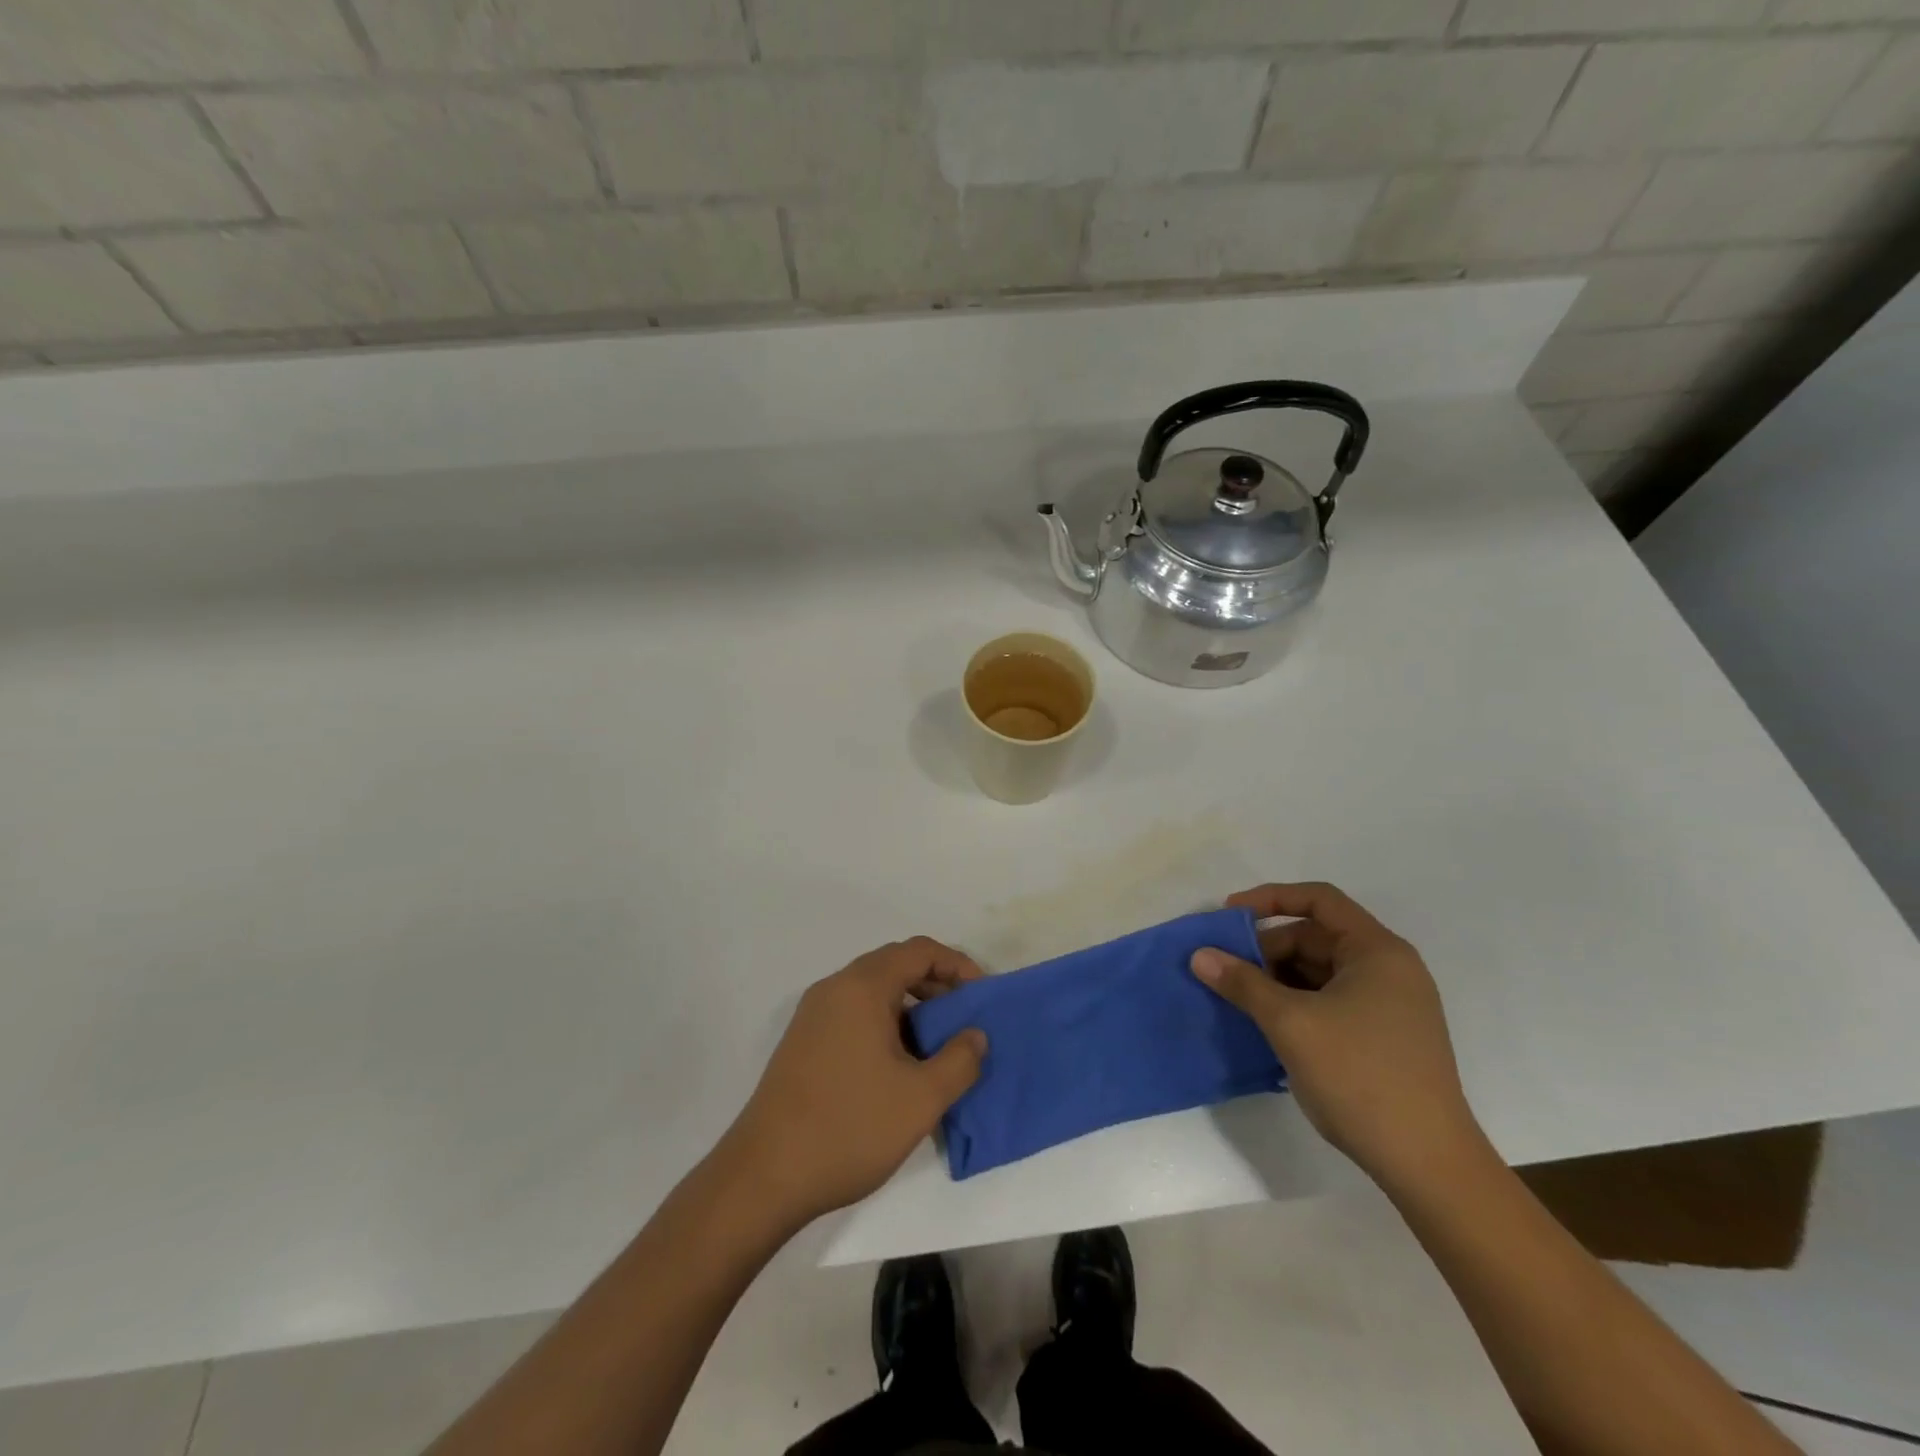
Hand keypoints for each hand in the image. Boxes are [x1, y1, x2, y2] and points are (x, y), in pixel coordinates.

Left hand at [718, 938, 988, 1228]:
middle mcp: (835, 988)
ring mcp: (813, 1014)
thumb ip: (960, 1060)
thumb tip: (975, 1035)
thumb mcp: (921, 1099)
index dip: (958, 966)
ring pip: (873, 991)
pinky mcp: (802, 1042)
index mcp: (862, 987)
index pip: (920, 951)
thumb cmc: (849, 1128)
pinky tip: (897, 1067)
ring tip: (936, 1048)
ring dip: (910, 1007)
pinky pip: (853, 1013)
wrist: (763, 1177)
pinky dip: (884, 1023)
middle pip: (895, 965)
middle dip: (936, 985)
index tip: (982, 997)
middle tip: (964, 1021)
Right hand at [1191, 882, 1483, 1190]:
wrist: (1427, 1165)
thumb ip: (1242, 983)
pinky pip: (1330, 1001)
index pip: (1318, 899)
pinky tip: (1269, 1026)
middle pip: (1316, 937)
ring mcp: (1390, 1006)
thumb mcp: (1290, 1023)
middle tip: (1227, 971)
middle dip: (1268, 949)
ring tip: (1241, 1000)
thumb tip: (1200, 956)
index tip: (1228, 915)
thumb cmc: (1360, 1076)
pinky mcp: (1385, 1037)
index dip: (1270, 898)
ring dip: (1278, 979)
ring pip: (1321, 972)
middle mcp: (1389, 969)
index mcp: (1377, 951)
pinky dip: (1297, 1004)